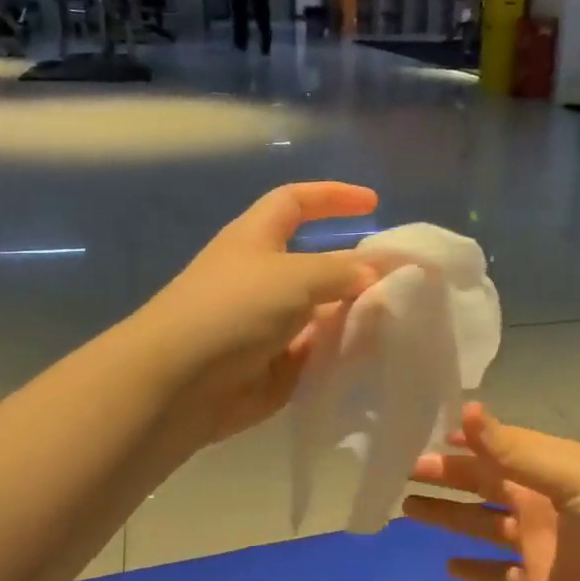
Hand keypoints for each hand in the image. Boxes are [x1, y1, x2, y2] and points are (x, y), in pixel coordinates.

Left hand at [140, 182, 378, 444]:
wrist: (176, 384)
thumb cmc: (232, 310)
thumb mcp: (295, 277)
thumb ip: (342, 271)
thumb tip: (375, 271)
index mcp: (256, 239)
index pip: (296, 201)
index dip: (332, 196)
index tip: (373, 204)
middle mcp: (261, 277)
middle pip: (317, 264)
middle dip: (356, 269)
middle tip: (403, 280)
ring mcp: (266, 324)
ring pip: (321, 312)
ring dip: (354, 314)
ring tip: (399, 319)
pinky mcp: (271, 366)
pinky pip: (316, 353)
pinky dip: (341, 352)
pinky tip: (373, 356)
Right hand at [405, 404, 579, 580]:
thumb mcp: (566, 472)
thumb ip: (512, 448)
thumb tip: (467, 409)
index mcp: (547, 468)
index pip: (497, 448)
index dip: (465, 441)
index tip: (427, 433)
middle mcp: (538, 501)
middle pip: (482, 485)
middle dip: (446, 477)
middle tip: (403, 471)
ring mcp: (537, 543)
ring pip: (481, 526)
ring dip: (447, 517)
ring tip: (407, 509)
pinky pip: (499, 575)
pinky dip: (475, 571)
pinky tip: (446, 567)